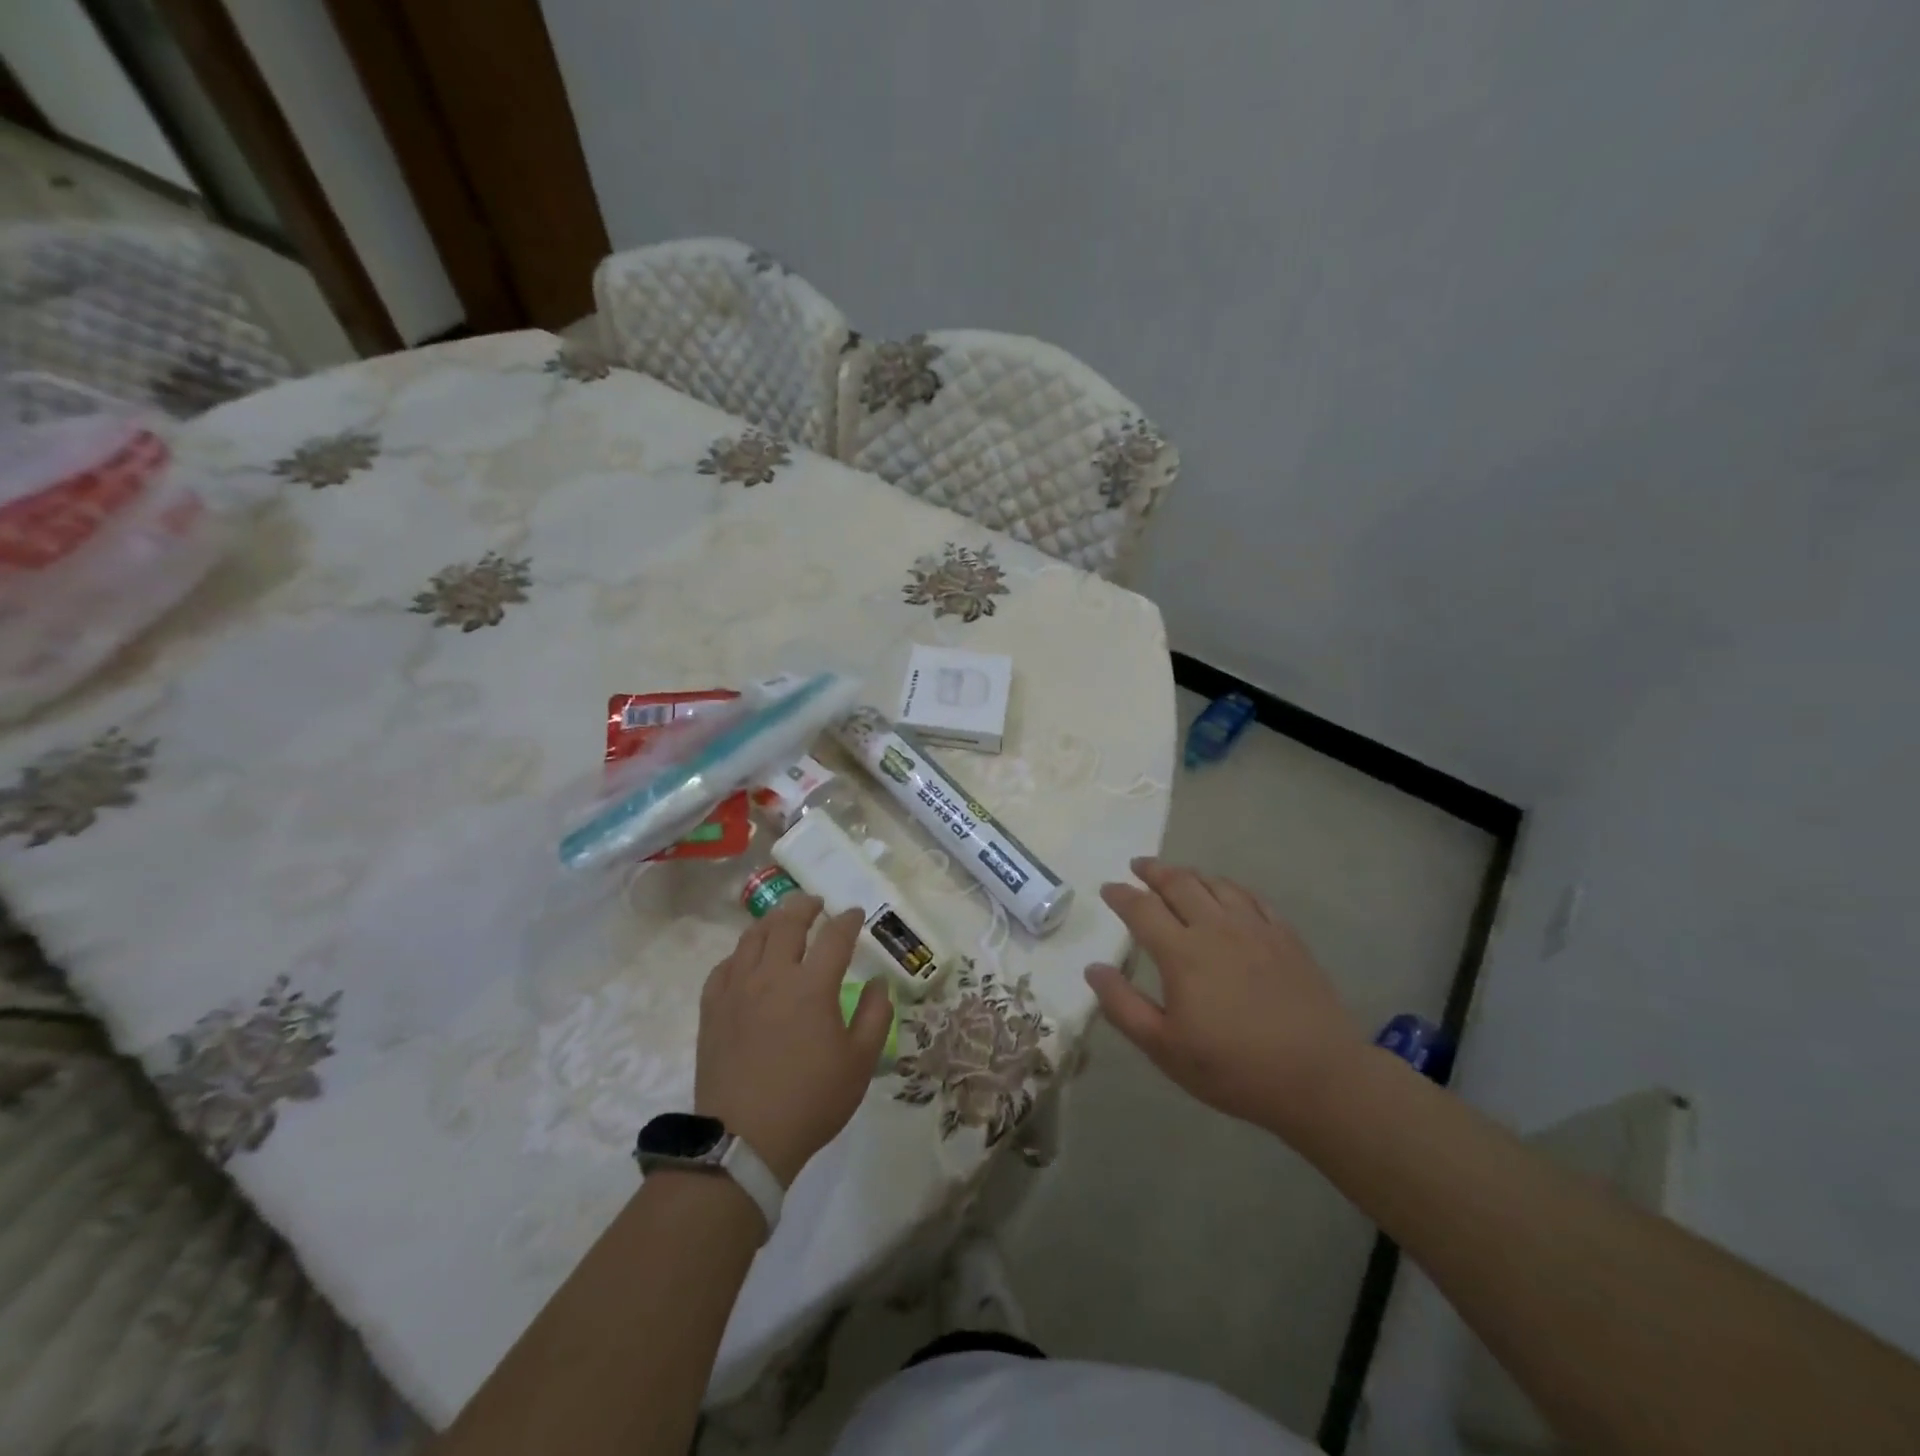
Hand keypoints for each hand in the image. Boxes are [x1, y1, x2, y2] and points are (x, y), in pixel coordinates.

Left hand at [695, 895, 892, 1185]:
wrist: (744, 1141)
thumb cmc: (811, 1100)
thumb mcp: (860, 1062)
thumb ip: (876, 1015)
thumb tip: (879, 982)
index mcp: (812, 986)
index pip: (835, 937)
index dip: (848, 920)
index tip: (855, 914)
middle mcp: (772, 976)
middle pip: (788, 923)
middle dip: (805, 906)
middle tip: (816, 903)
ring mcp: (737, 989)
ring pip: (752, 937)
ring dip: (772, 921)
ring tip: (782, 920)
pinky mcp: (712, 1008)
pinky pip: (725, 966)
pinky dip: (741, 953)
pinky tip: (747, 959)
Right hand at [1086, 857, 1367, 1140]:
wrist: (1319, 1078)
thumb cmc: (1233, 1068)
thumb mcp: (1164, 1049)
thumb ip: (1123, 1006)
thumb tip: (1093, 969)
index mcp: (1182, 953)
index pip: (1142, 909)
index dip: (1121, 895)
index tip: (1108, 888)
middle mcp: (1216, 928)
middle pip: (1179, 884)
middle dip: (1153, 871)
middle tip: (1138, 866)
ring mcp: (1255, 929)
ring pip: (1216, 884)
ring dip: (1190, 874)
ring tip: (1177, 874)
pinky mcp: (1286, 937)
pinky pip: (1252, 898)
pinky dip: (1229, 887)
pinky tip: (1227, 893)